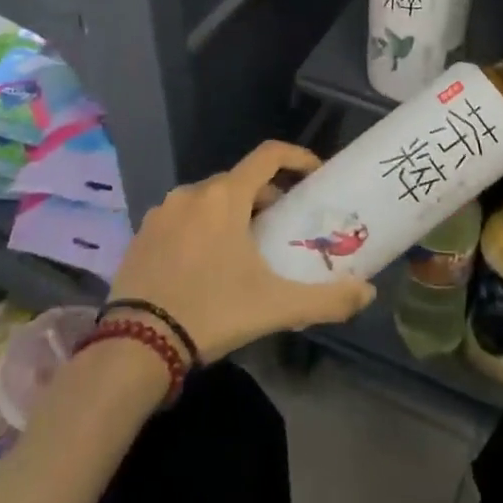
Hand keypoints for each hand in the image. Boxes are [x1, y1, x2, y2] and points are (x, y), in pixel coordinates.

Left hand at [108, 140, 376, 361]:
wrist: (135, 347)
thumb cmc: (212, 312)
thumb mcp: (276, 307)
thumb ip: (327, 299)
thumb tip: (367, 293)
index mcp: (225, 196)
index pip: (269, 155)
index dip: (297, 157)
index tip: (315, 175)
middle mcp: (192, 192)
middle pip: (240, 181)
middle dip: (266, 197)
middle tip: (282, 227)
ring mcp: (161, 212)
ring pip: (209, 199)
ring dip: (232, 213)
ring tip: (245, 250)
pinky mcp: (141, 233)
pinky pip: (182, 218)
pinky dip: (202, 228)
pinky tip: (206, 265)